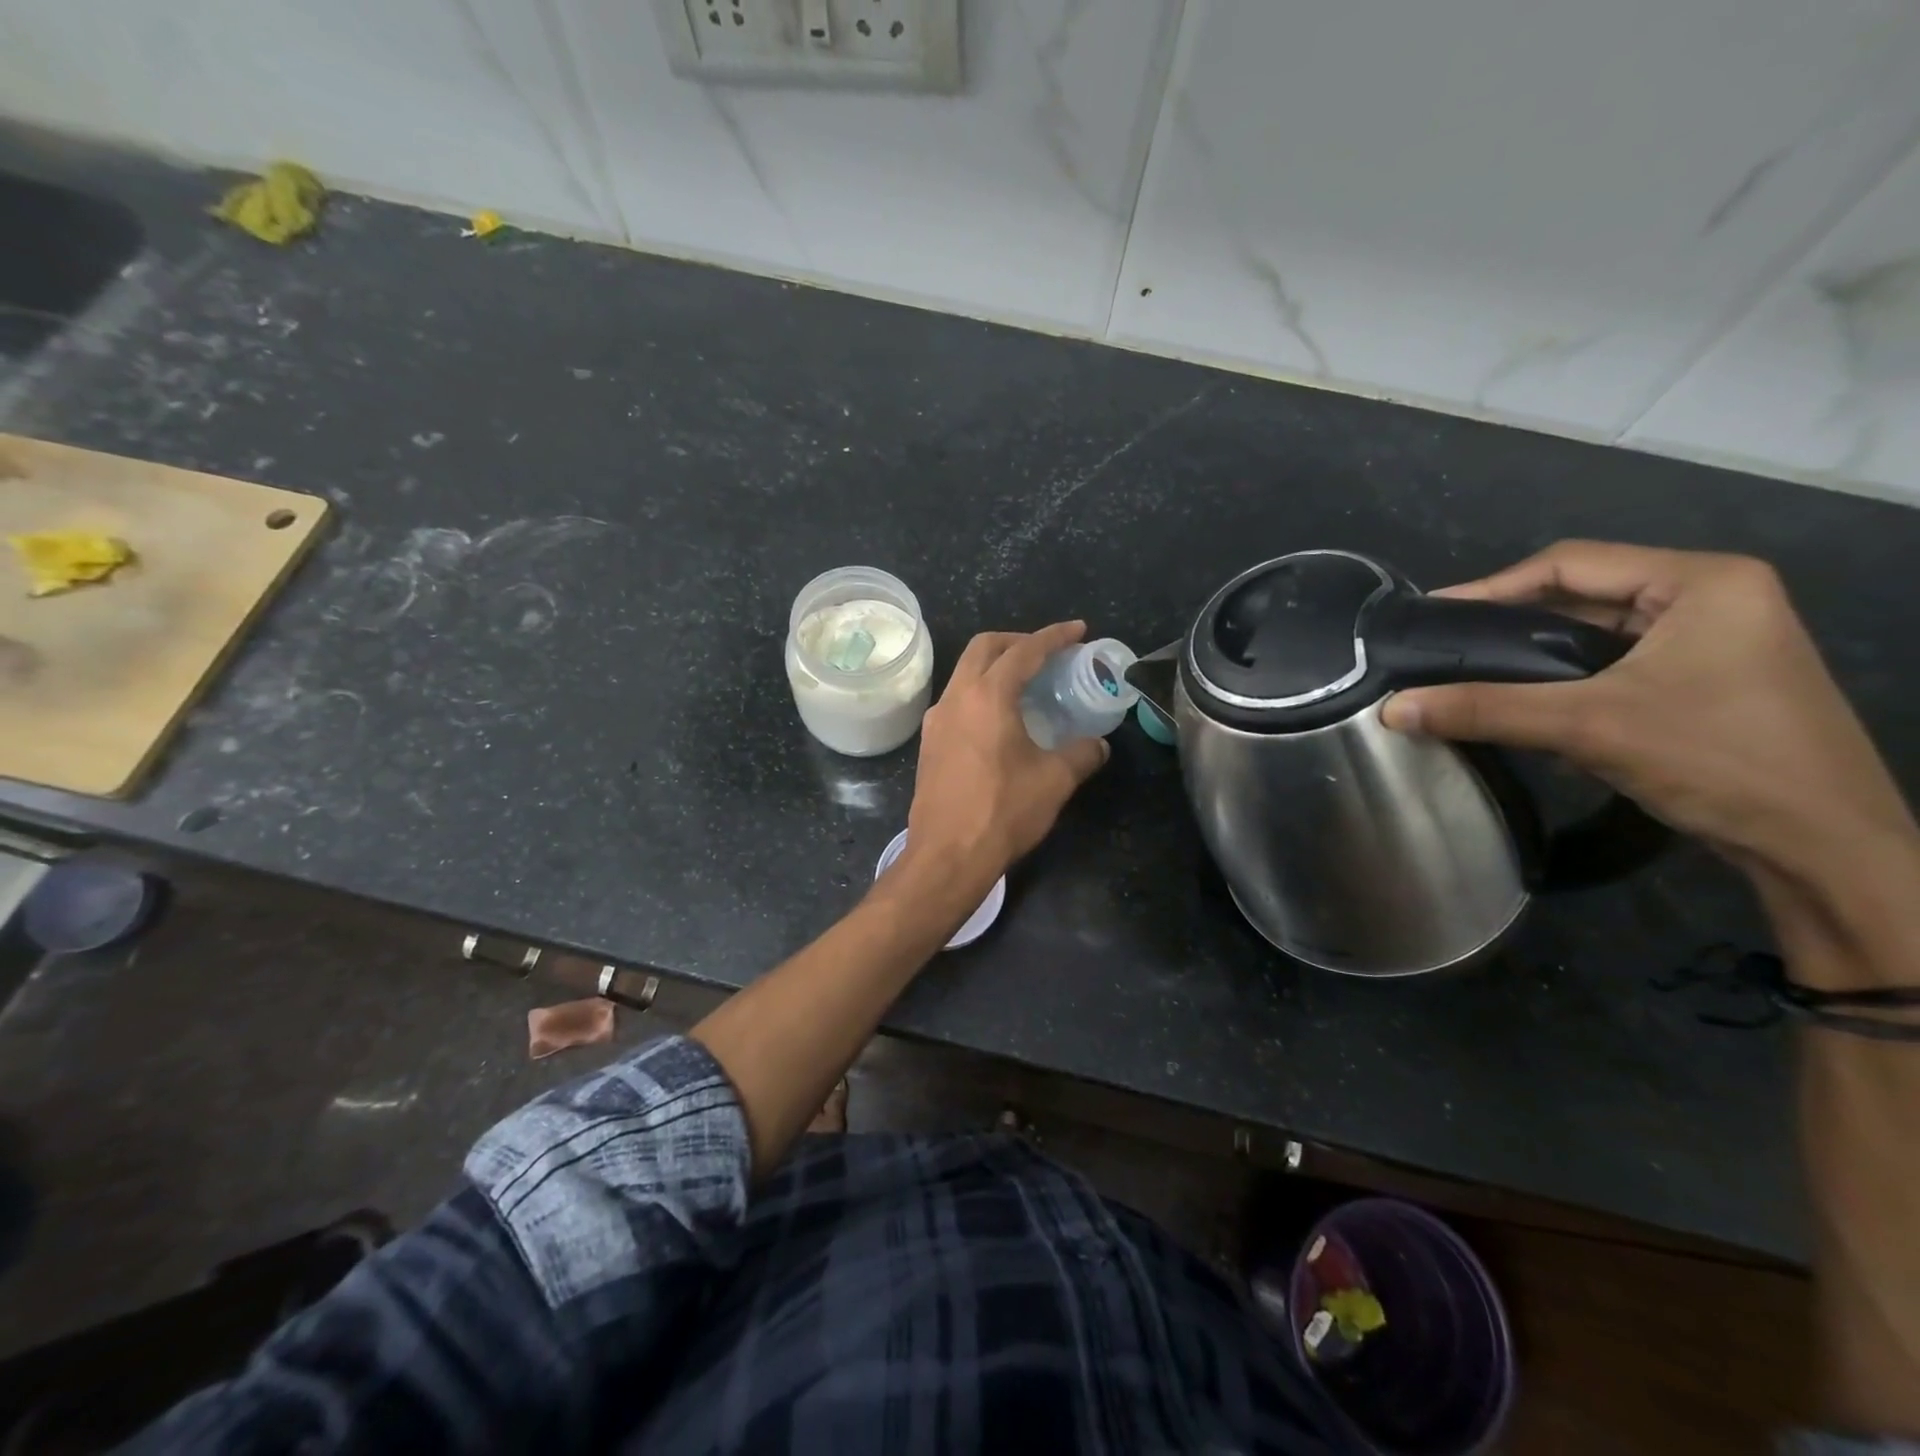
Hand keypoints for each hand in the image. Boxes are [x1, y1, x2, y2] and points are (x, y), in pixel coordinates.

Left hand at [902, 621, 1109, 887]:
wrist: (947, 856)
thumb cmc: (1002, 811)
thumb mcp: (1054, 780)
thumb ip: (1081, 754)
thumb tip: (1098, 746)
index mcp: (987, 696)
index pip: (1024, 650)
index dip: (1054, 636)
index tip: (1078, 631)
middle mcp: (956, 698)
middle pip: (984, 648)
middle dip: (1018, 640)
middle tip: (1048, 653)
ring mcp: (936, 721)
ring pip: (964, 673)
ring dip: (994, 667)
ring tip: (1026, 684)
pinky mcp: (929, 744)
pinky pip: (956, 701)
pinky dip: (980, 693)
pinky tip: (999, 720)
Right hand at [1380, 541, 1915, 883]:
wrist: (1824, 848)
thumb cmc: (1718, 760)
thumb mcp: (1589, 727)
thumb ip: (1485, 709)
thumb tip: (1391, 708)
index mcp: (1702, 581)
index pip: (1570, 562)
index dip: (1491, 587)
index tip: (1431, 615)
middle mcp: (1712, 598)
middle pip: (1582, 596)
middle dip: (1511, 623)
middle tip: (1445, 647)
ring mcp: (1714, 641)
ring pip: (1596, 634)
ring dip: (1535, 657)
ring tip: (1471, 675)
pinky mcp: (1706, 682)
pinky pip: (1613, 665)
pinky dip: (1565, 681)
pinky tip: (1526, 705)